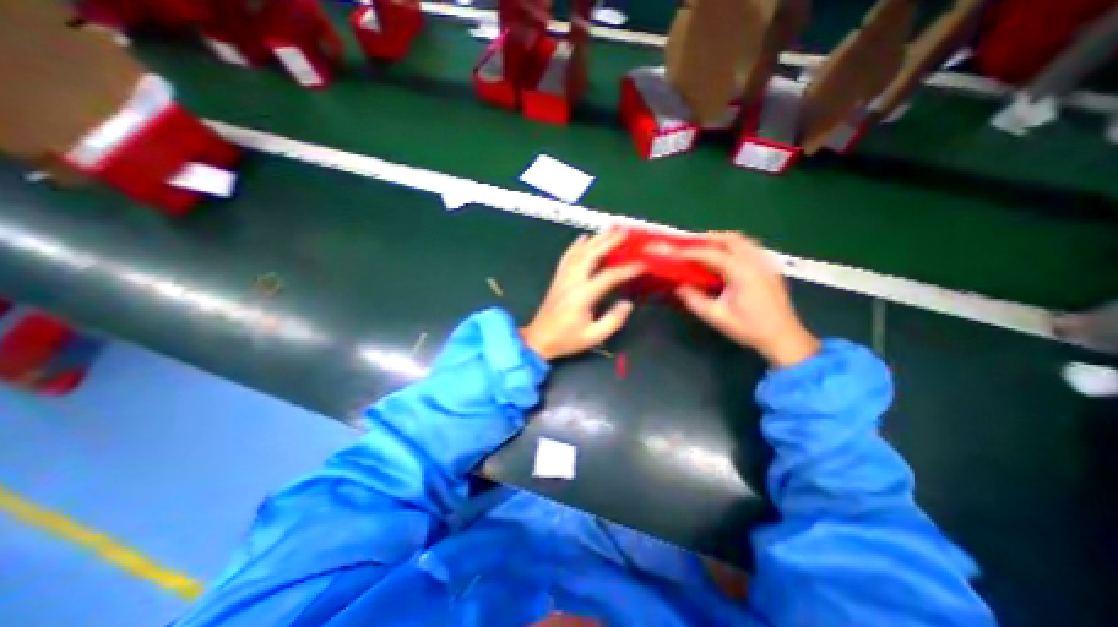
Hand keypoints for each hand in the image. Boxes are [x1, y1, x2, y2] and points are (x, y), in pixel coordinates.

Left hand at [525, 229, 647, 358]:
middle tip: (624, 232)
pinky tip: (583, 237)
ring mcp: (563, 278)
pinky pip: (567, 257)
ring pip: (578, 252)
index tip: (643, 264)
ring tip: (609, 230)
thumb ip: (613, 320)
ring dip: (595, 239)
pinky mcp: (557, 279)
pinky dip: (575, 245)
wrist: (539, 340)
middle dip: (608, 242)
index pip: (608, 276)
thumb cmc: (566, 340)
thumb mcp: (593, 336)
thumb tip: (627, 303)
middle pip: (591, 255)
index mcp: (582, 296)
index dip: (627, 269)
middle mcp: (572, 281)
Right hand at [672, 232, 818, 366]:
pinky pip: (750, 247)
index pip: (711, 254)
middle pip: (729, 238)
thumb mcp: (716, 317)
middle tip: (689, 246)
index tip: (674, 254)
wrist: (783, 337)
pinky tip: (725, 258)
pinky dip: (734, 246)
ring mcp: (765, 263)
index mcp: (741, 272)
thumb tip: (678, 286)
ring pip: (742, 240)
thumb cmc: (749, 328)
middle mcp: (755, 261)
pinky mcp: (769, 268)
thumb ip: (694, 300)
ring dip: (721, 240)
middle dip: (707, 239)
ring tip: (705, 249)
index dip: (690, 252)